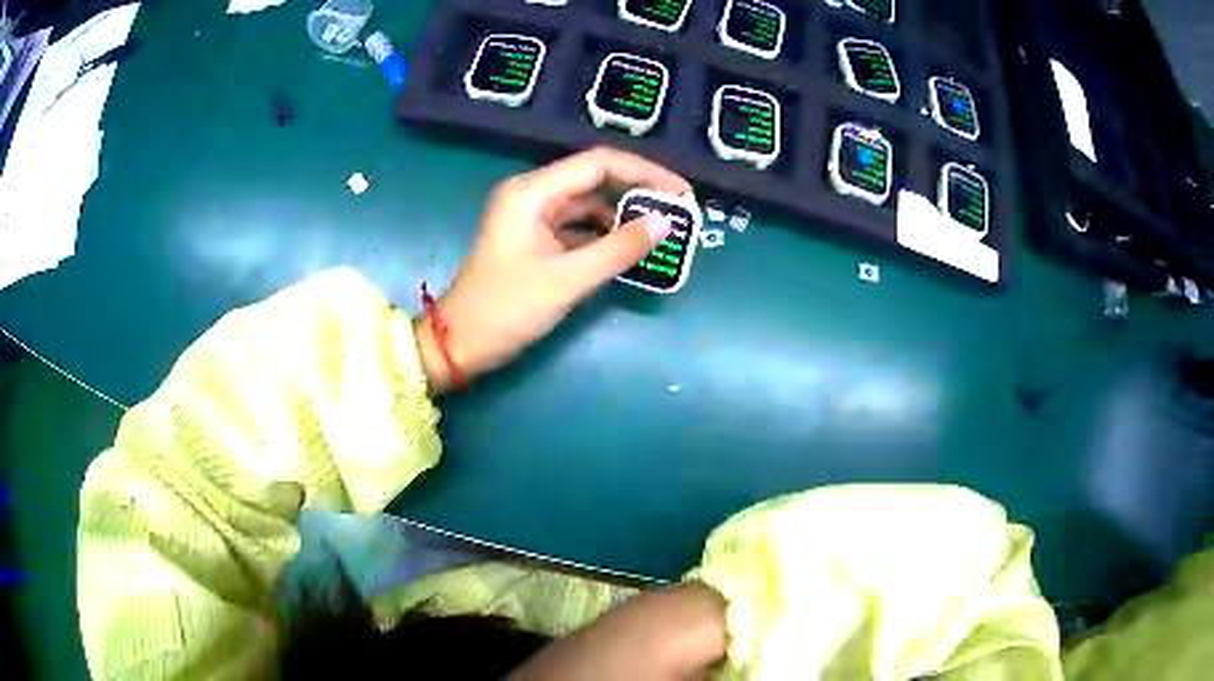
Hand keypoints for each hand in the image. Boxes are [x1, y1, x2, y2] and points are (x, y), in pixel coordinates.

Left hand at [415, 147, 691, 392]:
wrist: (459, 344)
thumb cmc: (506, 309)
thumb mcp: (567, 280)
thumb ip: (619, 248)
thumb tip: (666, 223)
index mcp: (532, 192)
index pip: (598, 163)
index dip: (645, 173)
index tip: (682, 193)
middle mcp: (532, 194)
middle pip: (594, 179)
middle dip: (637, 193)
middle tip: (679, 212)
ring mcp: (532, 217)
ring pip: (588, 204)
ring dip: (622, 216)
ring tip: (661, 232)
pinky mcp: (534, 239)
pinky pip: (577, 227)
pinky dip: (604, 235)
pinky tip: (630, 248)